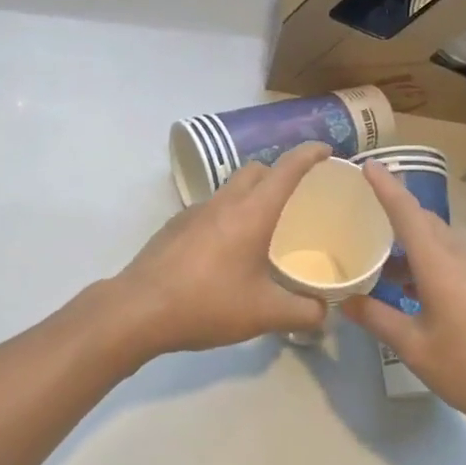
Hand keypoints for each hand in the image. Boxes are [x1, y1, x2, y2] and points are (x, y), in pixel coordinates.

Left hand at [114, 142, 331, 356]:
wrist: (140, 309)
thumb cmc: (208, 303)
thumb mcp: (264, 314)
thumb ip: (302, 312)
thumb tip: (324, 311)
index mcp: (252, 212)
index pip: (286, 169)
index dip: (309, 154)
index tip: (326, 150)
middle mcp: (225, 201)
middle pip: (256, 170)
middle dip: (279, 173)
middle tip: (296, 197)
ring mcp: (196, 210)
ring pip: (231, 188)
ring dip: (251, 195)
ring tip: (263, 227)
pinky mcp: (176, 224)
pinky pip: (211, 208)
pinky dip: (227, 216)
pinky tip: (227, 251)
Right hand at [343, 163, 465, 441]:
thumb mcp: (417, 349)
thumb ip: (379, 320)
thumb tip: (347, 300)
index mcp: (439, 262)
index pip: (406, 211)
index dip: (385, 185)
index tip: (366, 164)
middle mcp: (461, 256)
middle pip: (424, 221)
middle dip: (395, 211)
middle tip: (363, 214)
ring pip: (439, 241)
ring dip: (411, 242)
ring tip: (382, 261)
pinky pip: (453, 259)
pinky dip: (428, 261)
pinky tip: (415, 291)